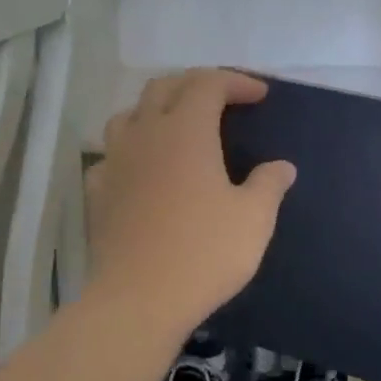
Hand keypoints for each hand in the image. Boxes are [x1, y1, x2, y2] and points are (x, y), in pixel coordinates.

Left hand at [85, 69, 295, 339]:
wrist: (138, 299)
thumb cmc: (204, 253)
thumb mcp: (253, 219)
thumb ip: (269, 184)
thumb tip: (282, 166)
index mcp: (186, 131)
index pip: (208, 83)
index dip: (236, 82)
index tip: (259, 95)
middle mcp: (145, 134)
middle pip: (164, 87)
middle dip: (196, 84)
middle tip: (222, 100)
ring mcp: (115, 162)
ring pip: (129, 115)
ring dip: (156, 110)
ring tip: (177, 127)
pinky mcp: (98, 192)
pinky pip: (112, 155)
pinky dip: (131, 151)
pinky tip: (143, 171)